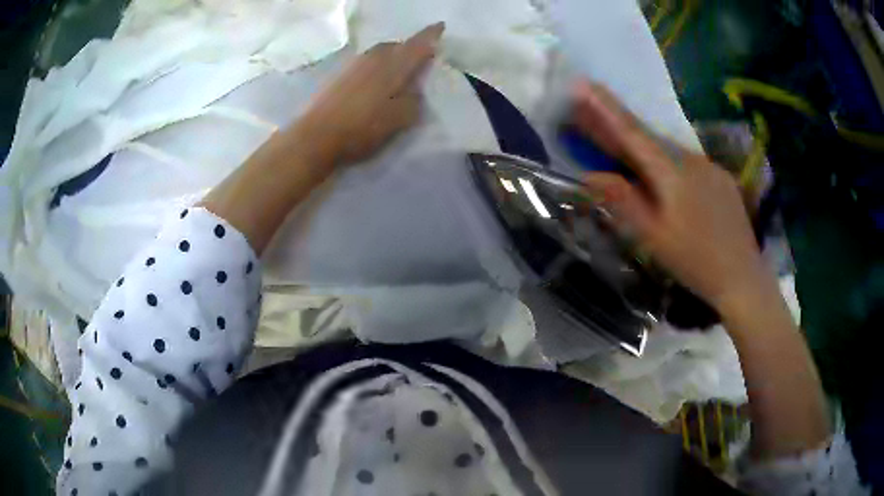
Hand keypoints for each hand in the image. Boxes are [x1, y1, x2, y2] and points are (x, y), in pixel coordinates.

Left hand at [298, 22, 444, 166]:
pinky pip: (365, 63)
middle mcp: (374, 57)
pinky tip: (374, 83)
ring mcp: (354, 64)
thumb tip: (415, 90)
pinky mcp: (339, 74)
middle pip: (397, 45)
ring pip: (379, 53)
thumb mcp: (400, 119)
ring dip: (391, 58)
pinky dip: (376, 67)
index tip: (441, 26)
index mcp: (394, 64)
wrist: (316, 135)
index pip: (418, 43)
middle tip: (419, 61)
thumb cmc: (363, 127)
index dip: (431, 34)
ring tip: (397, 73)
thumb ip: (414, 100)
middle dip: (410, 49)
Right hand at [570, 81, 773, 315]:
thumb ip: (623, 202)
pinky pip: (689, 164)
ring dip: (647, 150)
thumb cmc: (695, 262)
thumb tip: (591, 175)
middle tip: (597, 119)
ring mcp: (711, 167)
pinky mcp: (723, 178)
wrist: (743, 278)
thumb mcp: (654, 238)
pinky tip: (670, 182)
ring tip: (630, 157)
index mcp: (672, 173)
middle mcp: (692, 160)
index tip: (584, 83)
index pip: (632, 133)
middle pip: (650, 140)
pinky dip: (671, 164)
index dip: (606, 108)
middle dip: (621, 128)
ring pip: (671, 152)